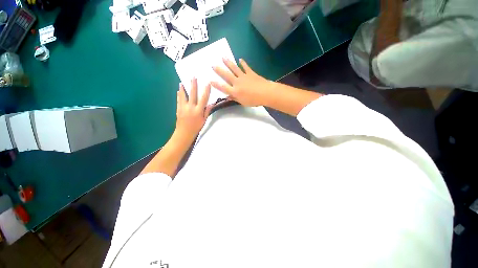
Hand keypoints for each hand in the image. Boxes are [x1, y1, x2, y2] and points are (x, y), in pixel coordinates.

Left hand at [175, 78, 212, 141]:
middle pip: (192, 94)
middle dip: (193, 85)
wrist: (184, 133)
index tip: (207, 83)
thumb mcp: (204, 120)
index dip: (206, 91)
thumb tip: (211, 104)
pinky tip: (178, 91)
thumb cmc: (196, 127)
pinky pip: (179, 100)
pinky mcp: (178, 109)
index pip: (203, 98)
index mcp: (198, 110)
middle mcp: (191, 107)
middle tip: (193, 77)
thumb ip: (207, 111)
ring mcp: (183, 107)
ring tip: (182, 82)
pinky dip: (179, 95)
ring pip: (183, 95)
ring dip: (183, 88)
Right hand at [212, 59, 270, 106]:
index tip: (210, 80)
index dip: (216, 84)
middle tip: (213, 65)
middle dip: (219, 70)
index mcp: (235, 91)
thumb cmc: (254, 100)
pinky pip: (245, 67)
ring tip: (223, 57)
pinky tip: (240, 59)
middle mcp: (237, 82)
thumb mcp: (243, 102)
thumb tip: (228, 97)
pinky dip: (243, 63)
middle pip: (226, 75)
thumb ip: (235, 99)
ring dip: (228, 63)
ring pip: (234, 68)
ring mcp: (243, 76)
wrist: (265, 93)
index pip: (223, 87)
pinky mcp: (250, 73)